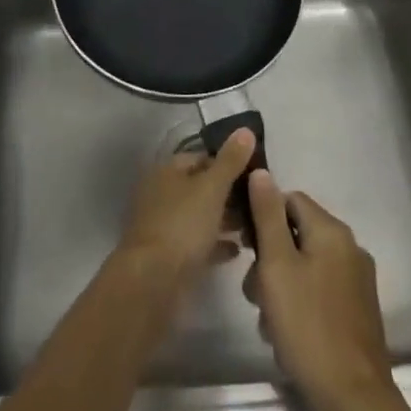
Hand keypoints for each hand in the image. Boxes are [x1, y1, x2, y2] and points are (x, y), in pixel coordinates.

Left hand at [115, 129, 257, 287]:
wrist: (153, 280)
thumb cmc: (183, 225)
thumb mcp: (212, 188)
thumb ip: (230, 161)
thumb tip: (245, 129)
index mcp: (167, 171)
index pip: (200, 157)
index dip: (227, 162)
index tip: (255, 174)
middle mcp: (161, 193)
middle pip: (200, 187)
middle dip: (228, 194)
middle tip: (258, 203)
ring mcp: (163, 225)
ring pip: (199, 216)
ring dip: (224, 220)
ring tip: (253, 226)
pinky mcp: (168, 255)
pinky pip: (197, 243)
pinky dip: (216, 244)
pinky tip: (238, 251)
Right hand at [242, 170, 400, 410]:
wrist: (353, 400)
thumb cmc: (307, 326)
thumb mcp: (276, 266)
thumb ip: (267, 216)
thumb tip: (261, 171)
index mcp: (332, 231)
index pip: (289, 199)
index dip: (262, 217)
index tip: (244, 247)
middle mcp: (350, 248)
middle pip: (296, 234)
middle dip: (269, 259)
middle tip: (254, 293)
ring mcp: (357, 281)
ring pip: (305, 265)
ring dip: (280, 285)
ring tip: (268, 320)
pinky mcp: (358, 310)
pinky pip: (319, 290)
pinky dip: (299, 303)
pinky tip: (287, 334)